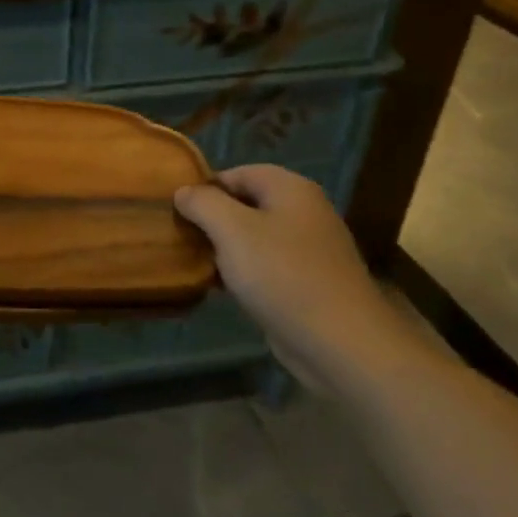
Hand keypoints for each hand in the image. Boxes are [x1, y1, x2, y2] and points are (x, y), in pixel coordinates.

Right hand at [174, 165, 425, 394]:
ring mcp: (308, 249)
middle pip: (245, 204)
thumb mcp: (231, 229)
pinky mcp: (308, 282)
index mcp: (290, 188)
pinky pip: (265, 266)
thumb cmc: (282, 275)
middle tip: (181, 237)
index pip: (236, 173)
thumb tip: (183, 191)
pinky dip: (242, 272)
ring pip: (253, 237)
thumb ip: (202, 203)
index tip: (177, 211)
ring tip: (194, 262)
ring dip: (223, 248)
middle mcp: (303, 212)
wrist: (340, 343)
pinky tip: (221, 288)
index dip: (204, 188)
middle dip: (211, 219)